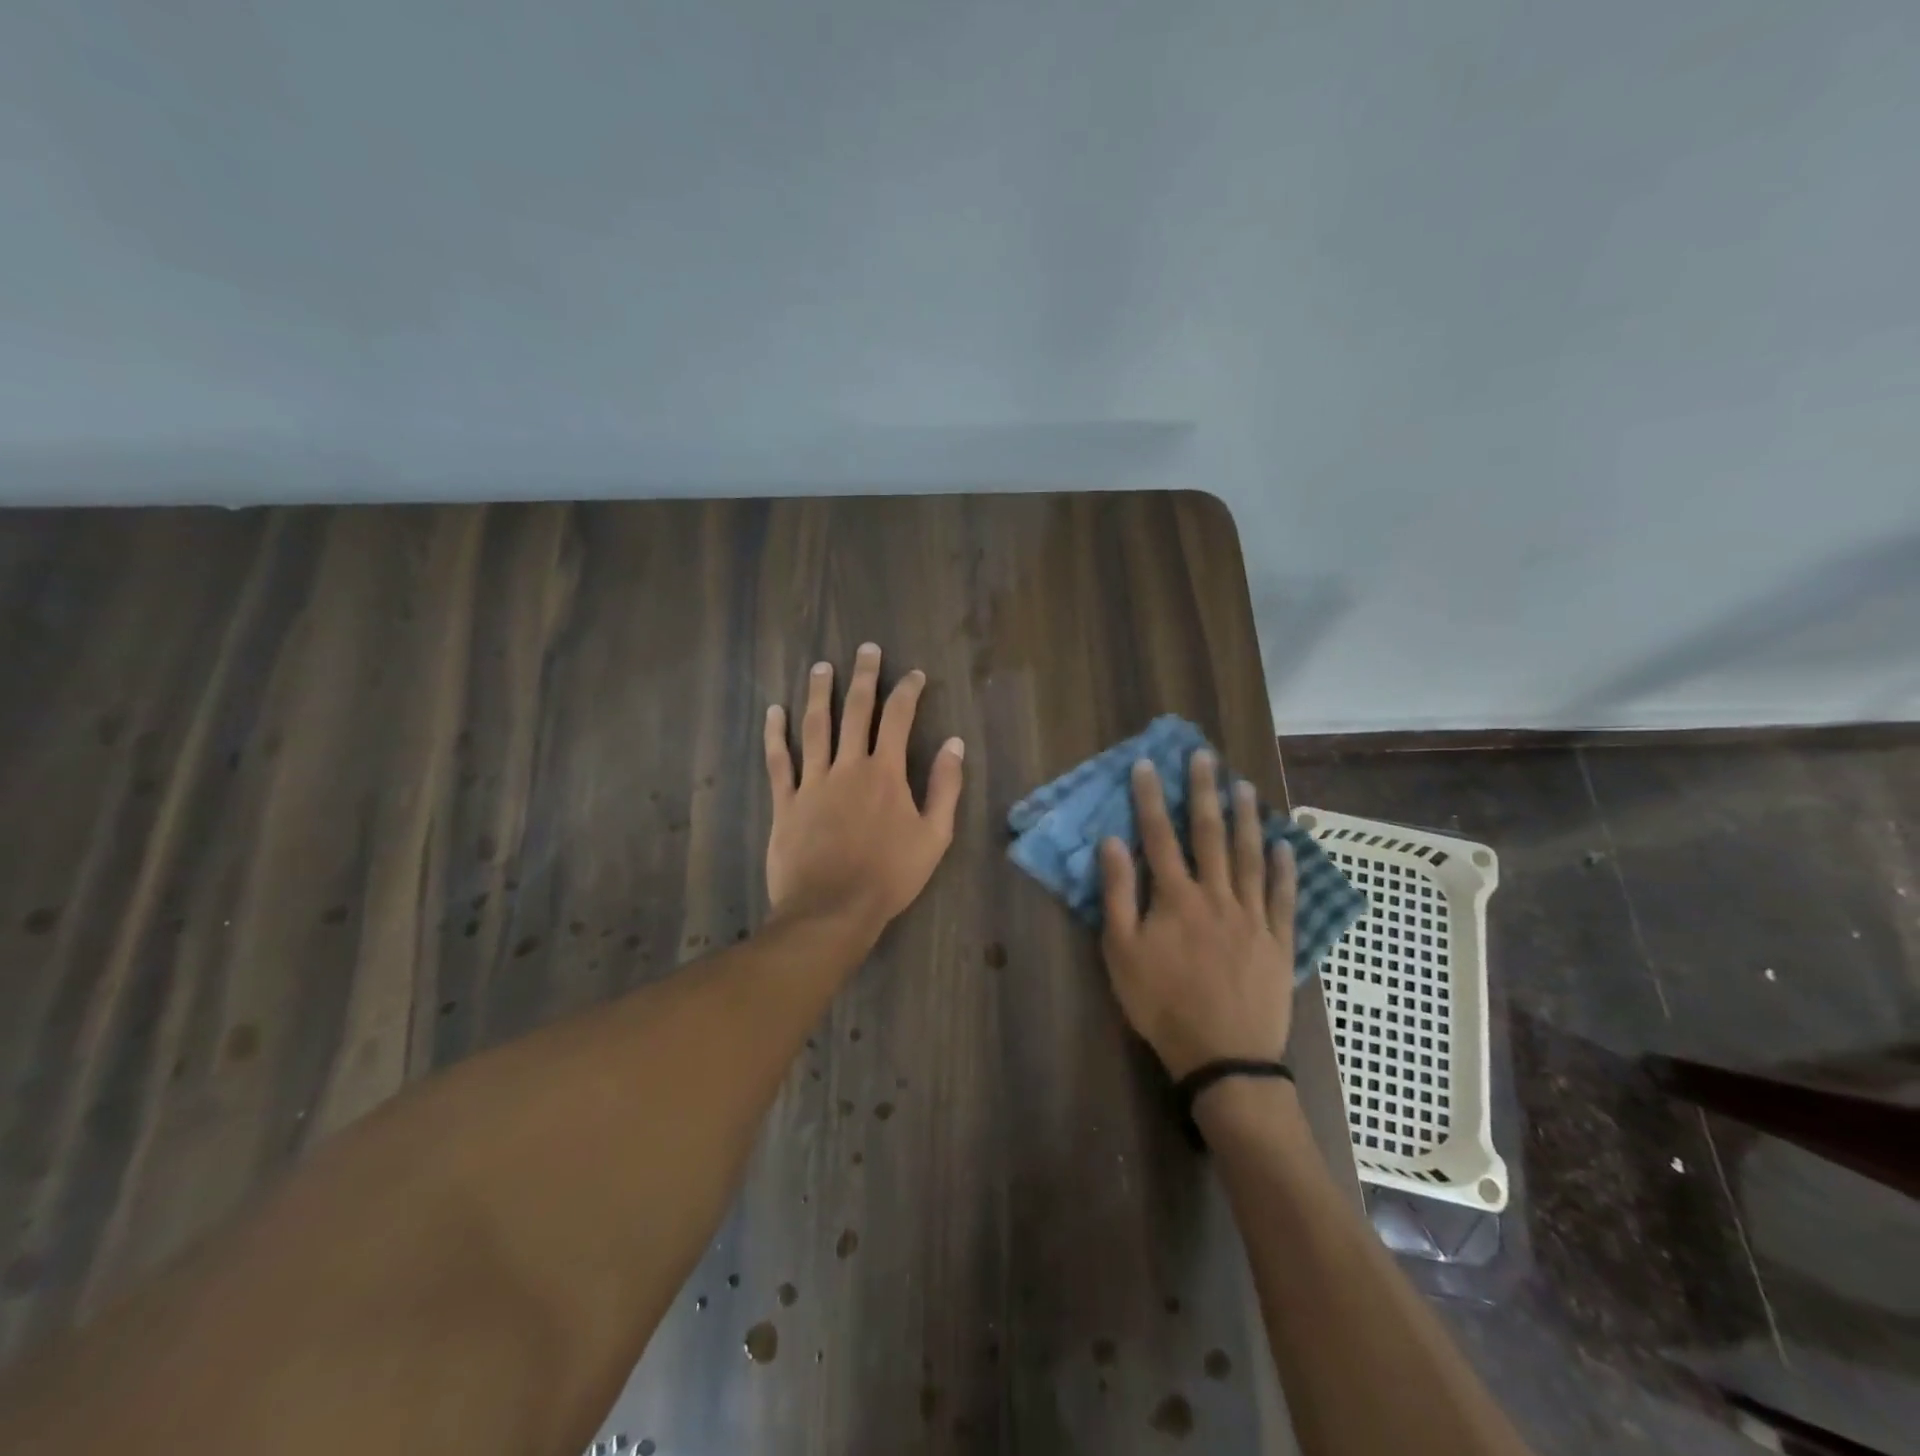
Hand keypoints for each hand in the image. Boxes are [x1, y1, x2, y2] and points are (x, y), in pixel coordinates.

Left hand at [764, 643, 964, 936]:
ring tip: (821, 667)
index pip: (899, 719)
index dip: (907, 692)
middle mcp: (848, 767)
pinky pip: (779, 761)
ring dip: (818, 694)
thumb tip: (955, 744)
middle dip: (863, 677)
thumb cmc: (890, 876)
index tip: (914, 675)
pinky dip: (775, 735)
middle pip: (855, 711)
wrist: (832, 910)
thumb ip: (945, 787)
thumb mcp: (934, 836)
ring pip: (814, 727)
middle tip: (866, 650)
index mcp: (886, 773)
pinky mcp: (785, 802)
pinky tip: (773, 712)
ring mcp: (813, 782)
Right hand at [1097, 752, 1297, 1080]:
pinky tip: (1285, 845)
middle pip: (1209, 834)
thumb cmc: (1162, 1004)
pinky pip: (1282, 896)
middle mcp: (1216, 895)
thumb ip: (1118, 894)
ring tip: (1244, 786)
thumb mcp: (1121, 952)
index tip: (1148, 764)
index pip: (1159, 836)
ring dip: (1247, 818)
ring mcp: (1252, 916)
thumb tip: (1112, 842)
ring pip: (1249, 856)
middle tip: (1204, 756)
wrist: (1223, 1056)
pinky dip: (1284, 869)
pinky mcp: (1278, 940)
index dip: (1151, 798)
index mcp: (1175, 897)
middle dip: (1204, 792)